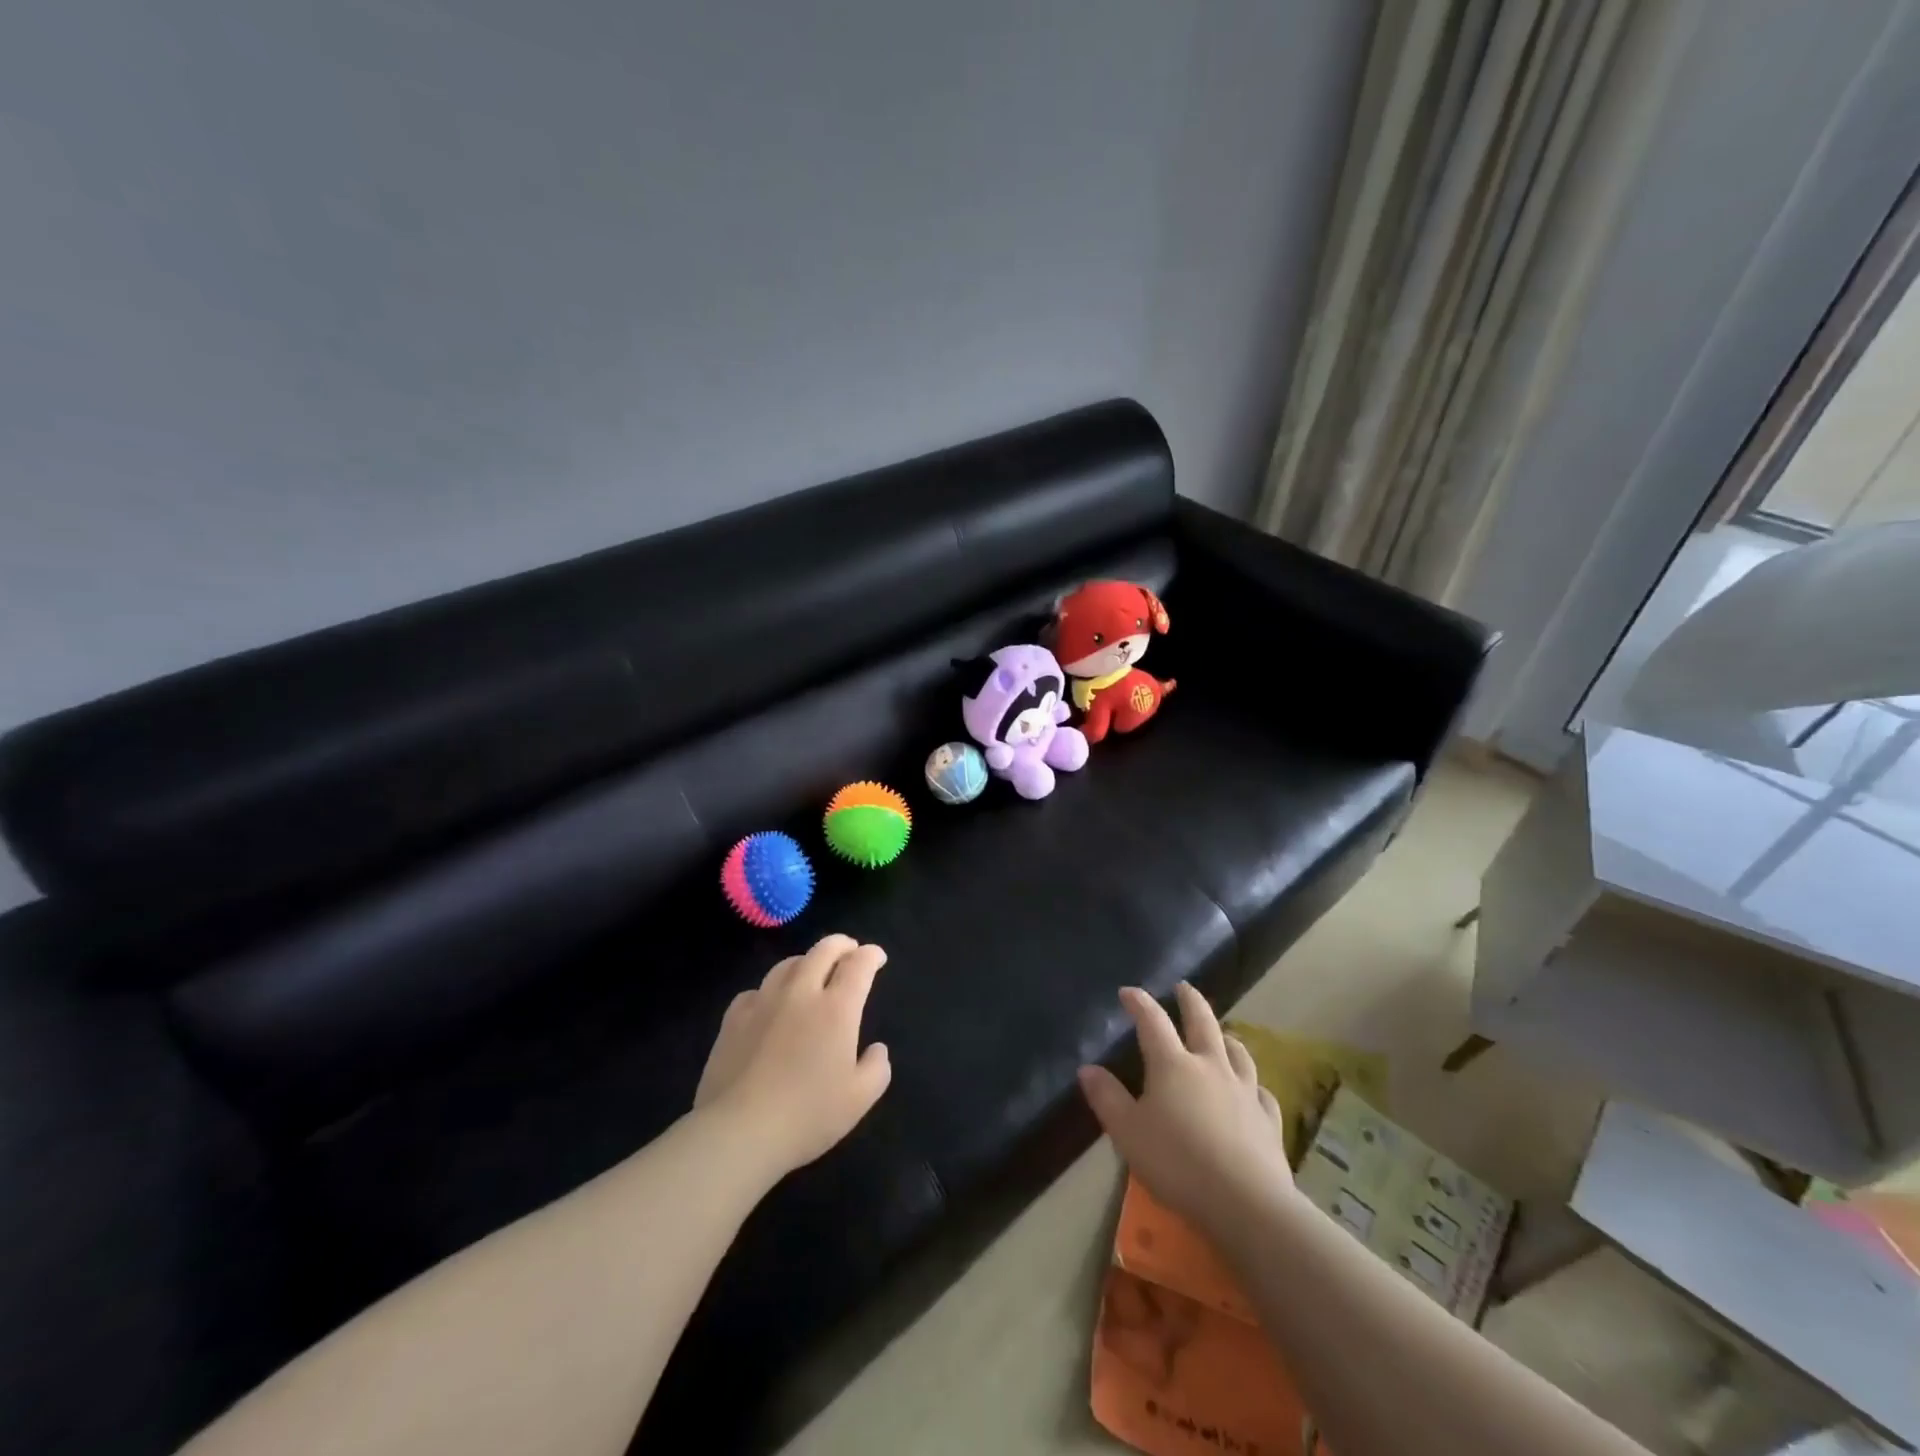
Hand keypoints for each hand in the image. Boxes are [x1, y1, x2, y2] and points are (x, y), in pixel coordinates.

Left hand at [694, 934, 892, 1179]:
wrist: (739, 1131)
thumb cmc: (807, 1115)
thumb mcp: (859, 1099)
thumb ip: (877, 1068)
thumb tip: (876, 1049)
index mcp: (836, 1008)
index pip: (859, 964)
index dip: (871, 955)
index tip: (877, 958)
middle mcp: (801, 993)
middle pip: (823, 950)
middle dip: (842, 945)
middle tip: (850, 951)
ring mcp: (763, 1002)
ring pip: (788, 964)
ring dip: (807, 961)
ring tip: (812, 972)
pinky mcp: (733, 1018)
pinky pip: (756, 990)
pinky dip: (771, 990)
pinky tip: (770, 1004)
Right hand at [1078, 984, 1293, 1248]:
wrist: (1246, 1203)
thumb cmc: (1177, 1163)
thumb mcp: (1128, 1133)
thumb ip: (1107, 1098)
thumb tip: (1087, 1068)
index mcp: (1173, 1065)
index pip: (1152, 1021)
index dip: (1139, 1002)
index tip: (1128, 992)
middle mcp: (1210, 1066)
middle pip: (1202, 1021)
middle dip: (1190, 1000)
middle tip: (1183, 987)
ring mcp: (1244, 1091)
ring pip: (1237, 1052)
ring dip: (1225, 1037)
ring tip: (1221, 1033)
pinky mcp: (1268, 1120)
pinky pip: (1261, 1091)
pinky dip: (1253, 1084)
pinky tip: (1252, 1089)